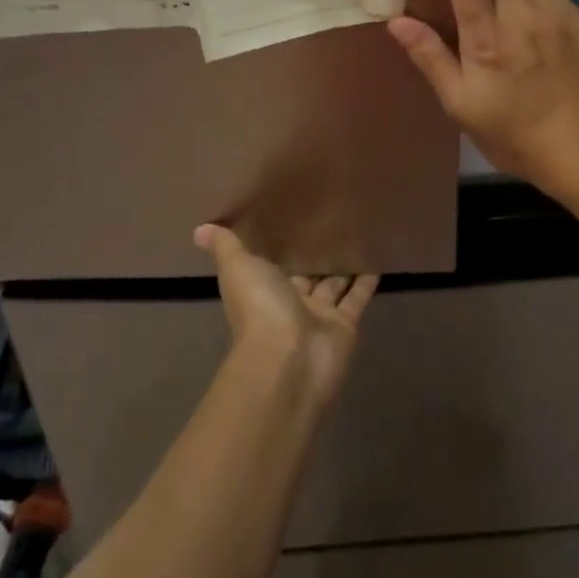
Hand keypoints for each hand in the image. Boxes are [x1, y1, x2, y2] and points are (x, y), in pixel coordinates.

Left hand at [194, 224, 376, 405]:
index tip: (292, 217)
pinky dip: (367, 280)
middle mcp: (289, 302)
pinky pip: (357, 298)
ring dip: (343, 265)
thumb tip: (200, 229)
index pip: (272, 263)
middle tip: (333, 221)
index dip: (281, 245)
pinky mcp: (344, 325)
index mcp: (262, 288)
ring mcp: (318, 316)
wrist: (288, 360)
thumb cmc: (260, 309)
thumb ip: (226, 247)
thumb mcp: (238, 269)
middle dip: (315, 255)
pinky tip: (379, 258)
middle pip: (305, 274)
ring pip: (333, 285)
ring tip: (358, 234)